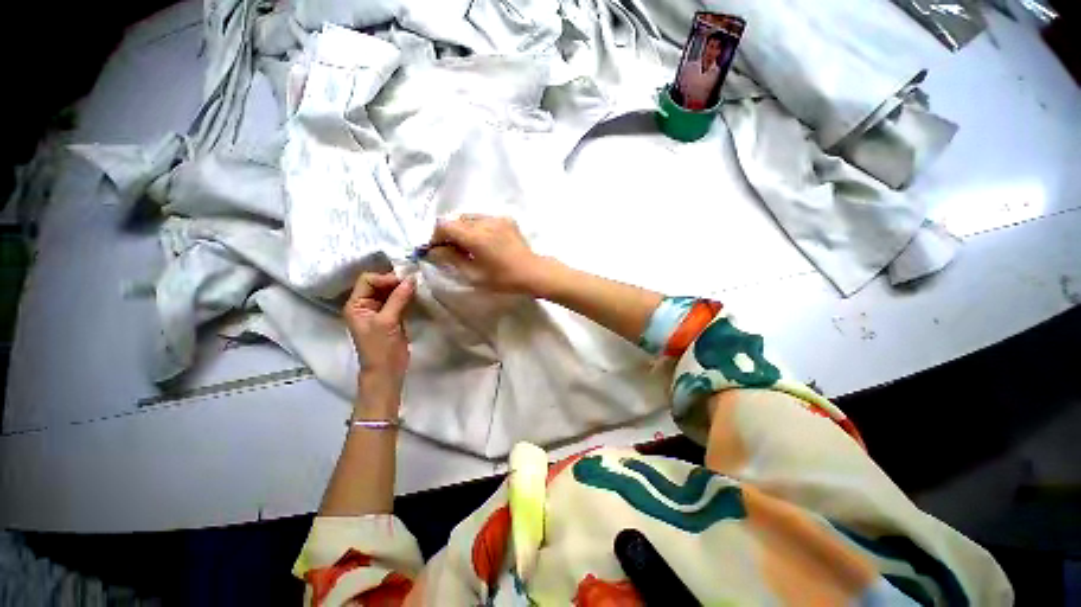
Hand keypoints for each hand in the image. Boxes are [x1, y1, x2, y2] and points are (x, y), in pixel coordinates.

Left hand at [343, 273, 414, 397]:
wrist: (387, 370)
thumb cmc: (381, 347)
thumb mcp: (387, 321)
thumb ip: (398, 298)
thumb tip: (411, 278)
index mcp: (356, 304)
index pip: (368, 280)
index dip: (385, 278)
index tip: (404, 282)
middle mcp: (365, 304)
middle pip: (379, 284)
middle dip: (395, 281)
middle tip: (414, 282)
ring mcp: (380, 310)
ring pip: (390, 291)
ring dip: (402, 288)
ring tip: (417, 287)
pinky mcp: (392, 316)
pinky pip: (399, 300)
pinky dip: (407, 296)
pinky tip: (417, 295)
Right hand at [428, 215, 552, 294]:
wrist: (533, 272)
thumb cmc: (504, 279)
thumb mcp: (474, 274)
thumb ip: (452, 259)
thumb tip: (436, 250)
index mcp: (475, 236)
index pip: (444, 225)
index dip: (436, 236)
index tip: (437, 250)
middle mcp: (485, 221)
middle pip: (456, 219)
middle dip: (450, 233)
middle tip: (453, 250)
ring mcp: (497, 218)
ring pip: (470, 217)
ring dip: (463, 229)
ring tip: (469, 246)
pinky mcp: (506, 219)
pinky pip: (484, 218)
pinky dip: (477, 227)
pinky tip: (484, 242)